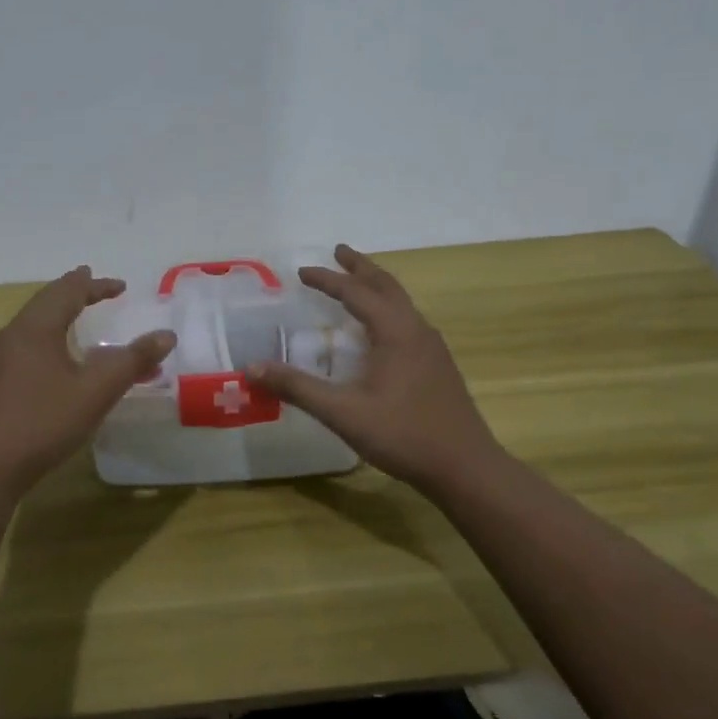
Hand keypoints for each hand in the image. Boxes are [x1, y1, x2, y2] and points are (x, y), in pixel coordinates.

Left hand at [0, 266, 175, 502]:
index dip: (96, 286)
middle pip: (46, 302)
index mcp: (36, 327)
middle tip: (94, 286)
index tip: (121, 286)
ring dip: (60, 316)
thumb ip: (132, 361)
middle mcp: (13, 335)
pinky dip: (49, 339)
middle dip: (74, 293)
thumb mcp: (96, 391)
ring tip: (77, 317)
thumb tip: (167, 335)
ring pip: (34, 325)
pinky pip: (27, 346)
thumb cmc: (43, 422)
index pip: (68, 291)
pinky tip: (55, 361)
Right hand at [249, 244, 501, 496]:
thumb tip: (252, 368)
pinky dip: (387, 308)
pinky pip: (408, 320)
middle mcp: (416, 330)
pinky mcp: (438, 365)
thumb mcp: (343, 413)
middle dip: (360, 267)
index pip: (356, 292)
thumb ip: (297, 388)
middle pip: (386, 286)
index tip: (301, 271)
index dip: (327, 280)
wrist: (465, 467)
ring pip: (401, 302)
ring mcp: (432, 347)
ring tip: (357, 281)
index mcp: (395, 331)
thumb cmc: (403, 435)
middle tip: (338, 251)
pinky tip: (379, 330)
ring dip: (376, 286)